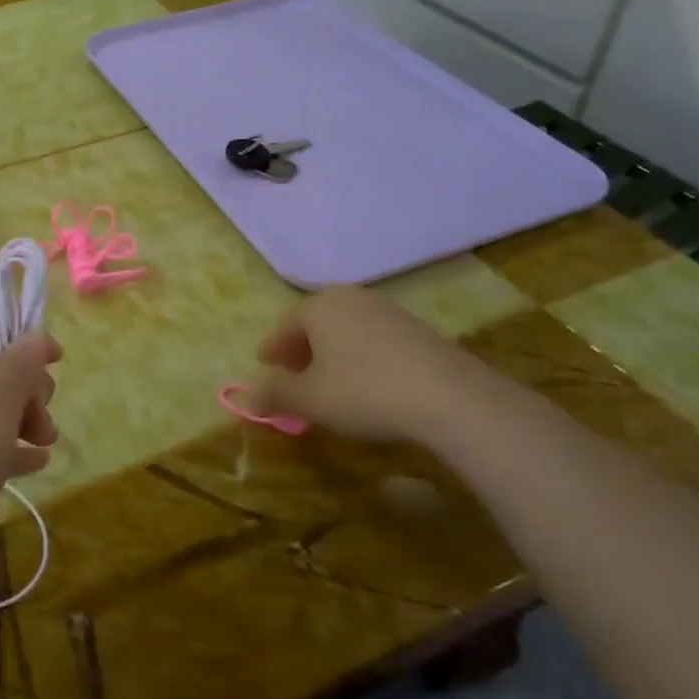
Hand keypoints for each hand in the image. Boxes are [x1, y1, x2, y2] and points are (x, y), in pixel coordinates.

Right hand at [251, 284, 517, 447]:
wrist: (451, 398)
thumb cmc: (364, 392)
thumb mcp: (309, 400)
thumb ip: (274, 394)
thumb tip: (247, 394)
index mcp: (318, 305)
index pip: (284, 327)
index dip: (272, 351)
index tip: (265, 369)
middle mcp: (350, 297)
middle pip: (315, 324)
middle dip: (301, 350)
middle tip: (293, 376)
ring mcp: (387, 310)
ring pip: (345, 330)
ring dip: (332, 354)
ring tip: (330, 384)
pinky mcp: (418, 329)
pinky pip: (374, 339)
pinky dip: (361, 357)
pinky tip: (367, 384)